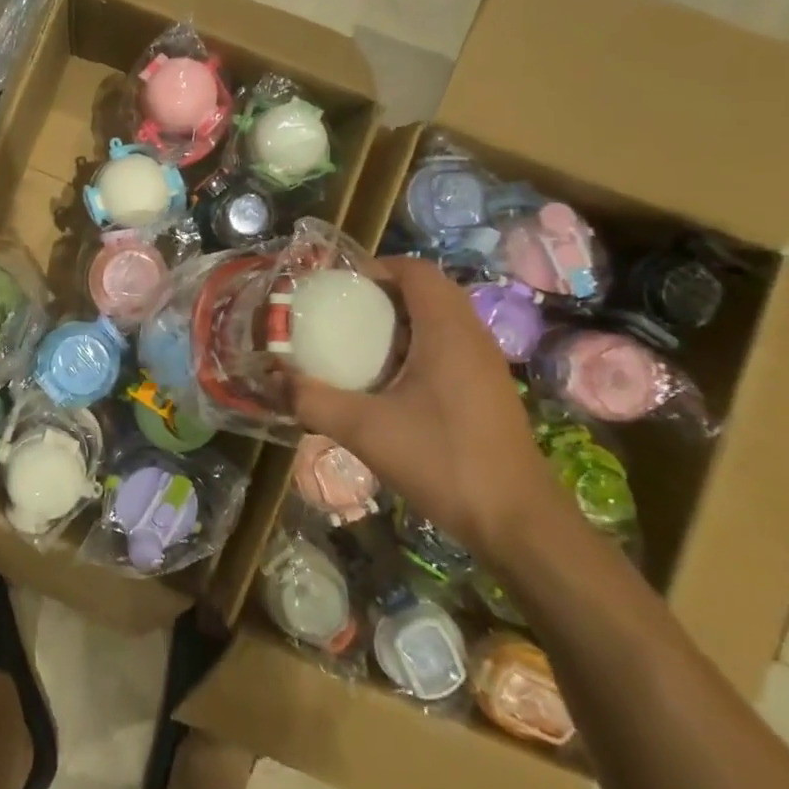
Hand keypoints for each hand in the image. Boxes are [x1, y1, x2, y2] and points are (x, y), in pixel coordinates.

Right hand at [290, 255, 574, 569]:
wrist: (517, 522)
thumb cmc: (442, 461)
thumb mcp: (364, 430)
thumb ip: (312, 400)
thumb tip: (271, 378)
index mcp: (446, 330)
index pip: (415, 270)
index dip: (376, 267)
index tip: (339, 288)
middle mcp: (471, 336)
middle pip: (427, 290)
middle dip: (383, 293)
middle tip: (343, 313)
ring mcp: (484, 363)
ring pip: (441, 319)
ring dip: (401, 321)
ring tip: (359, 344)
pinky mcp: (488, 388)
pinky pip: (450, 345)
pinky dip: (418, 345)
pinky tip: (390, 382)